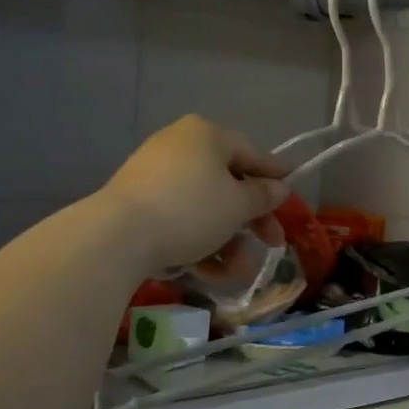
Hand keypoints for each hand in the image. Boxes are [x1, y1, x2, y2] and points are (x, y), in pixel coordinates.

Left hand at [103, 116, 291, 269]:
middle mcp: (180, 146)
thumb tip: (279, 188)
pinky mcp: (137, 203)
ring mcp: (154, 174)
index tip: (291, 190)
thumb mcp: (238, 205)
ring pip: (204, 206)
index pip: (251, 152)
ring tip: (238, 272)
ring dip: (228, 240)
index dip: (274, 174)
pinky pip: (179, 218)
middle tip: (272, 243)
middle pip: (228, 183)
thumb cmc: (190, 209)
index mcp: (206, 135)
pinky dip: (198, 241)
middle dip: (251, 220)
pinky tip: (210, 273)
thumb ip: (263, 196)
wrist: (117, 236)